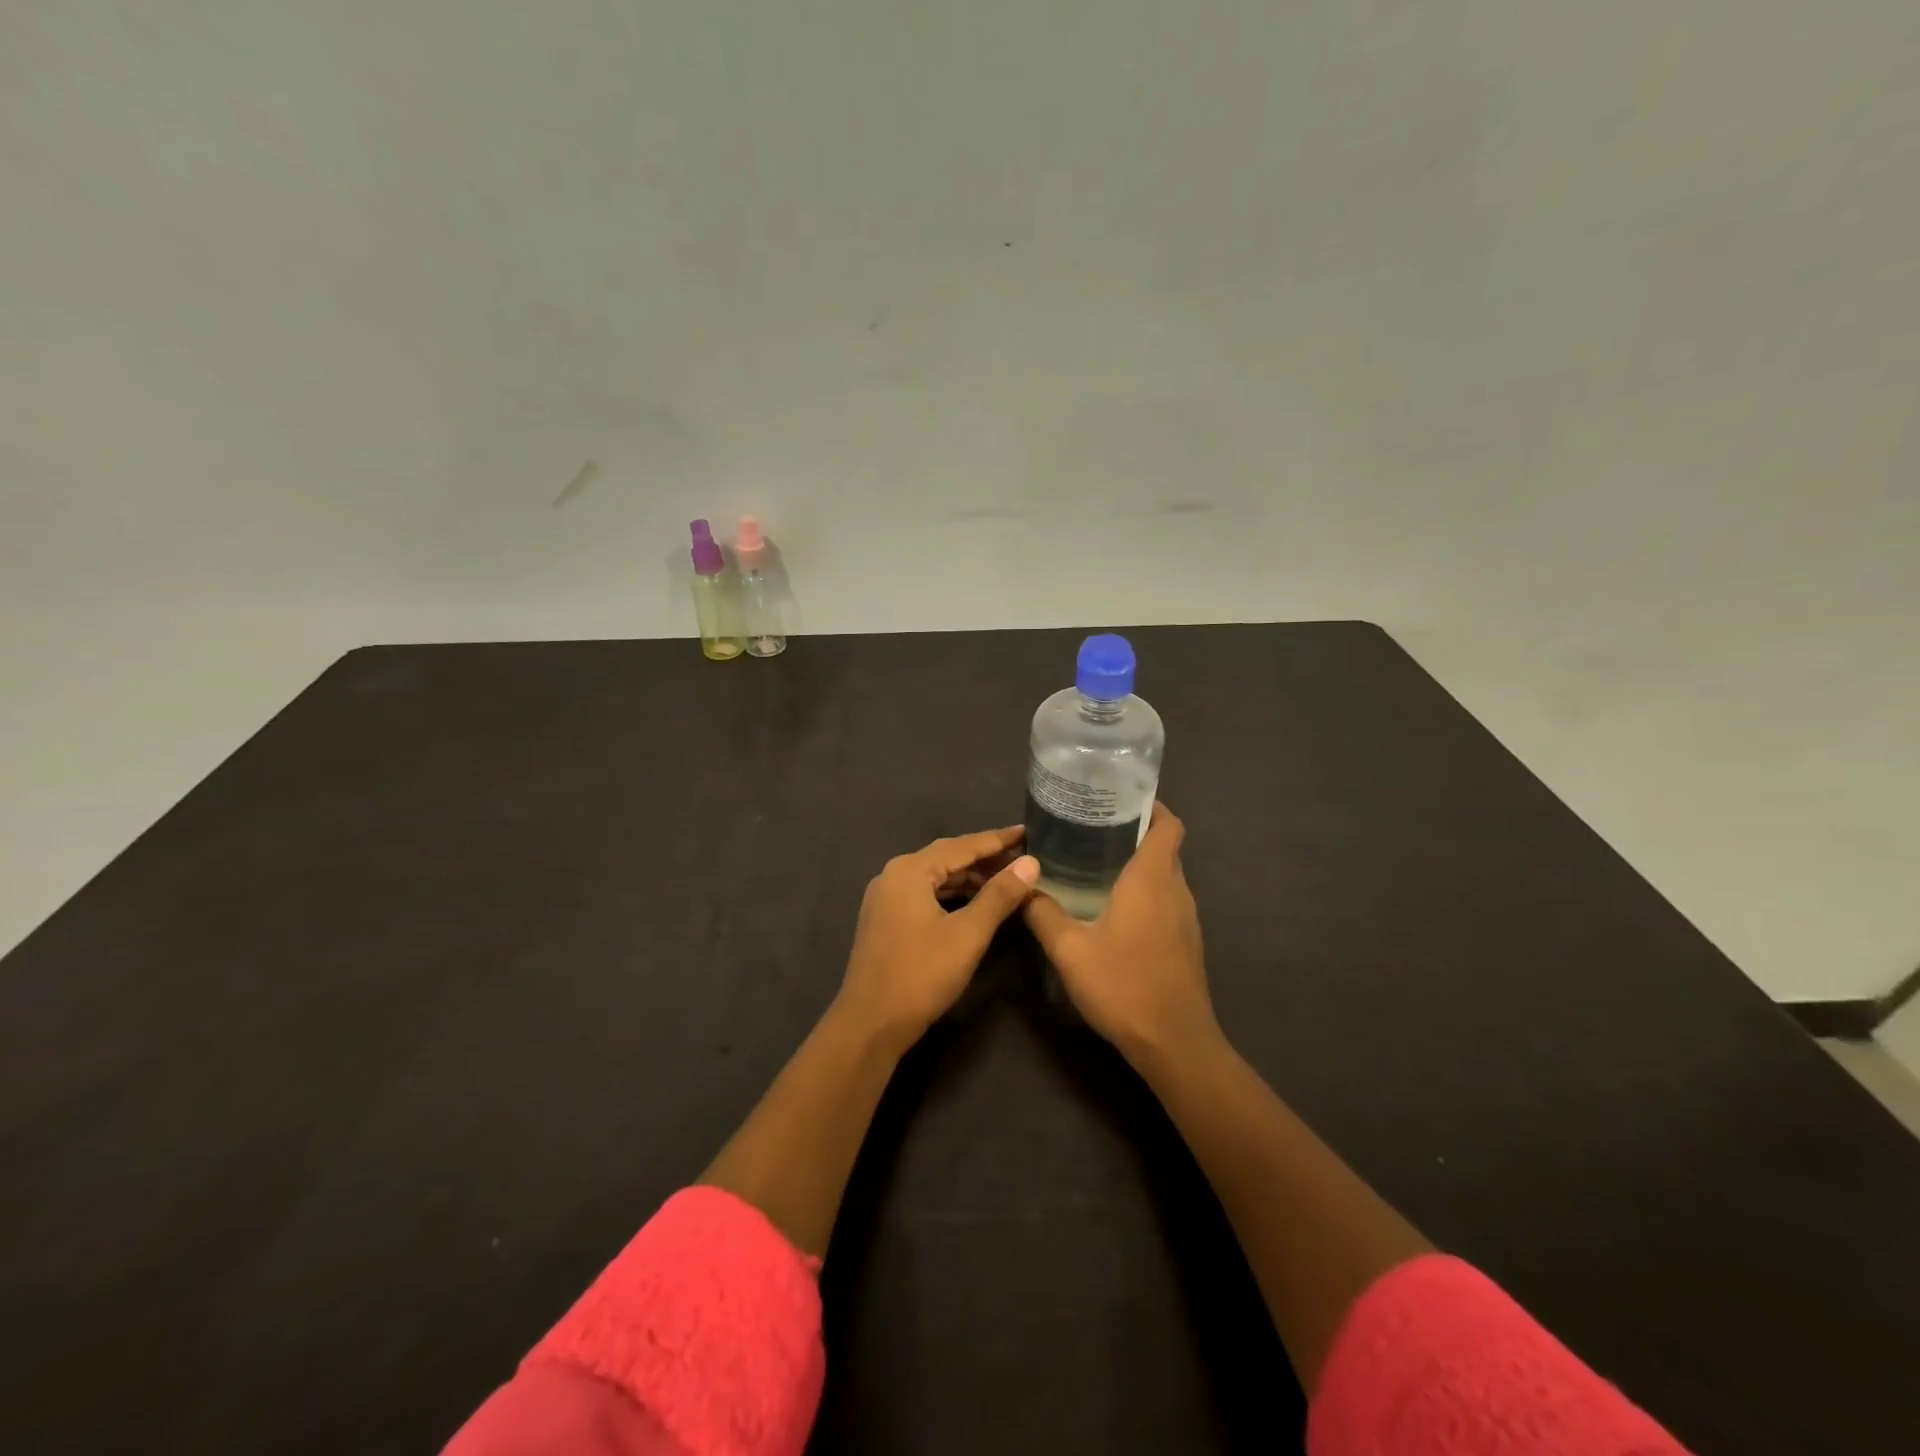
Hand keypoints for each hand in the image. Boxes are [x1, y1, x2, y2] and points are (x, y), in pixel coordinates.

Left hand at [837, 827, 1039, 1046]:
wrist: (870, 1023)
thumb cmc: (921, 974)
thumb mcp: (968, 934)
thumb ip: (999, 895)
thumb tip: (1030, 863)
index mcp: (910, 870)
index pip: (962, 845)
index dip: (998, 839)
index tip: (1028, 832)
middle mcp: (893, 875)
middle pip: (947, 857)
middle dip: (984, 858)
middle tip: (1022, 858)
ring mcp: (885, 898)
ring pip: (935, 877)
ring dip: (969, 877)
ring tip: (1005, 879)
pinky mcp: (885, 919)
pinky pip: (924, 894)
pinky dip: (952, 894)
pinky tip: (973, 902)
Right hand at [1022, 805, 1217, 1065]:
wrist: (1175, 1044)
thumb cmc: (1123, 985)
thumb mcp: (1069, 950)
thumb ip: (1042, 913)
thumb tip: (1022, 886)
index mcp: (1152, 879)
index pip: (1168, 825)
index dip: (1152, 806)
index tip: (1120, 799)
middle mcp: (1175, 890)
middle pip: (1166, 847)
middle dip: (1136, 832)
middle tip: (1094, 829)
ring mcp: (1186, 918)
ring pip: (1167, 875)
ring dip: (1141, 863)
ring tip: (1099, 862)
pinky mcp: (1186, 942)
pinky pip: (1168, 900)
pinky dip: (1147, 891)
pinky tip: (1115, 907)